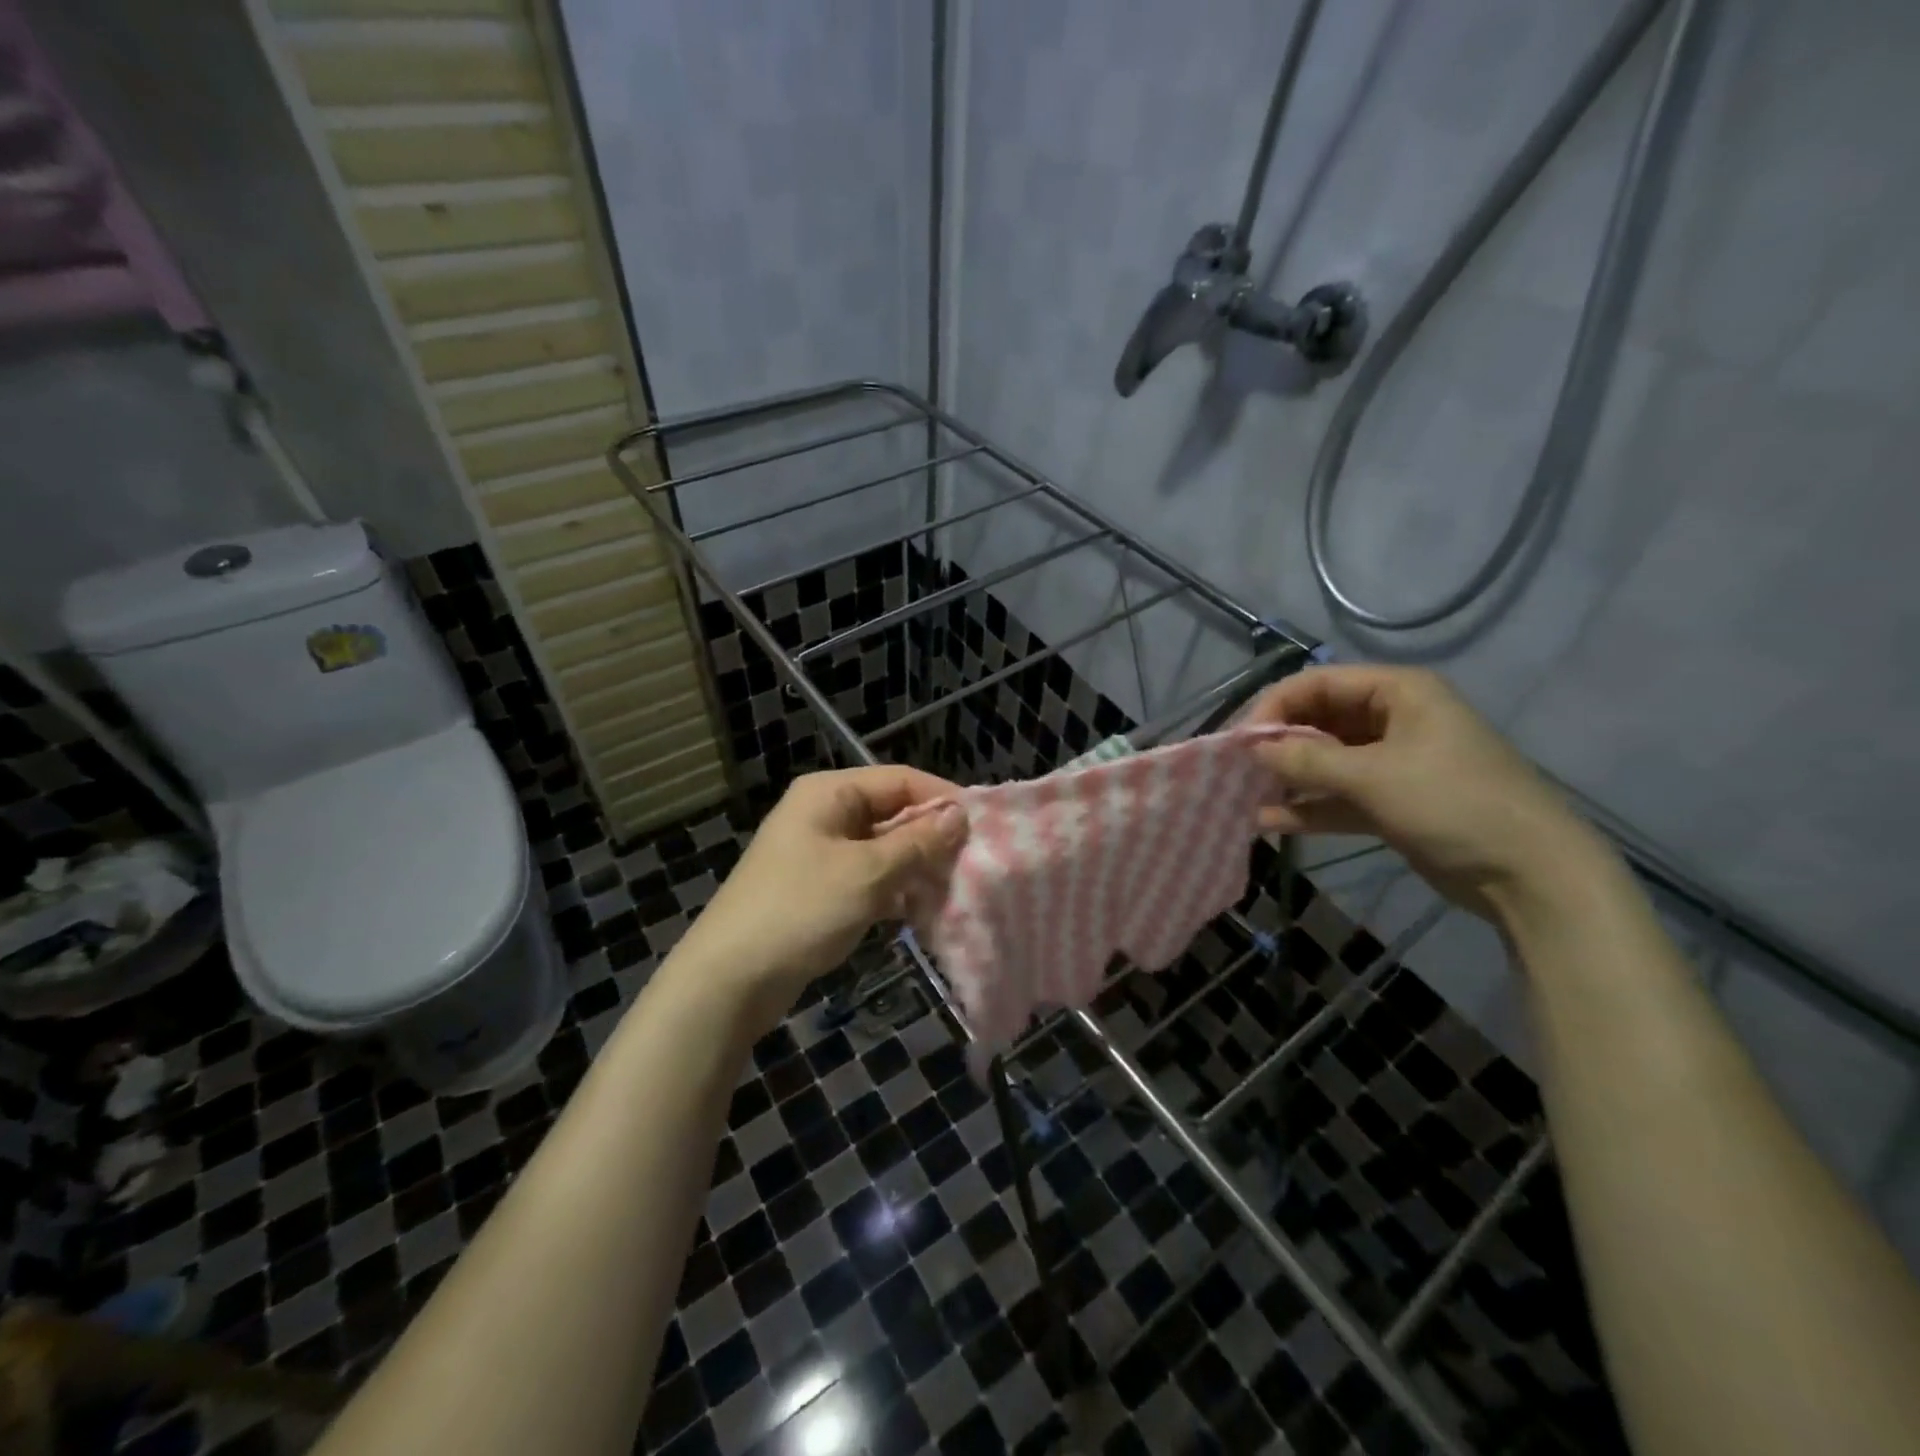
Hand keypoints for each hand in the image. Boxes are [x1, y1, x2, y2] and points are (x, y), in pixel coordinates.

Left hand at [668, 767, 967, 1025]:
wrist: (730, 979)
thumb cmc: (800, 910)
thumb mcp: (867, 872)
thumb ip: (918, 843)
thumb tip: (960, 815)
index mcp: (829, 793)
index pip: (900, 780)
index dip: (942, 799)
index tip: (983, 826)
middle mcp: (825, 814)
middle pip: (892, 813)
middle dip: (932, 837)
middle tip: (974, 862)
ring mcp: (821, 853)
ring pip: (884, 849)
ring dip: (917, 867)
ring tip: (956, 888)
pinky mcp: (820, 889)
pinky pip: (869, 878)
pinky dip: (895, 890)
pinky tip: (922, 911)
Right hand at [1244, 665, 1606, 921]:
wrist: (1531, 874)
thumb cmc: (1452, 804)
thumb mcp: (1373, 776)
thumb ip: (1307, 758)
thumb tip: (1253, 747)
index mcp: (1398, 692)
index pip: (1318, 683)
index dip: (1275, 706)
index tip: (1241, 740)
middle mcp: (1394, 719)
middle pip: (1320, 721)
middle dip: (1279, 745)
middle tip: (1240, 770)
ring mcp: (1394, 763)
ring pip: (1327, 761)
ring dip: (1289, 778)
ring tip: (1247, 796)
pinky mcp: (1393, 803)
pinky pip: (1340, 796)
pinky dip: (1309, 807)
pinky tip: (1271, 822)